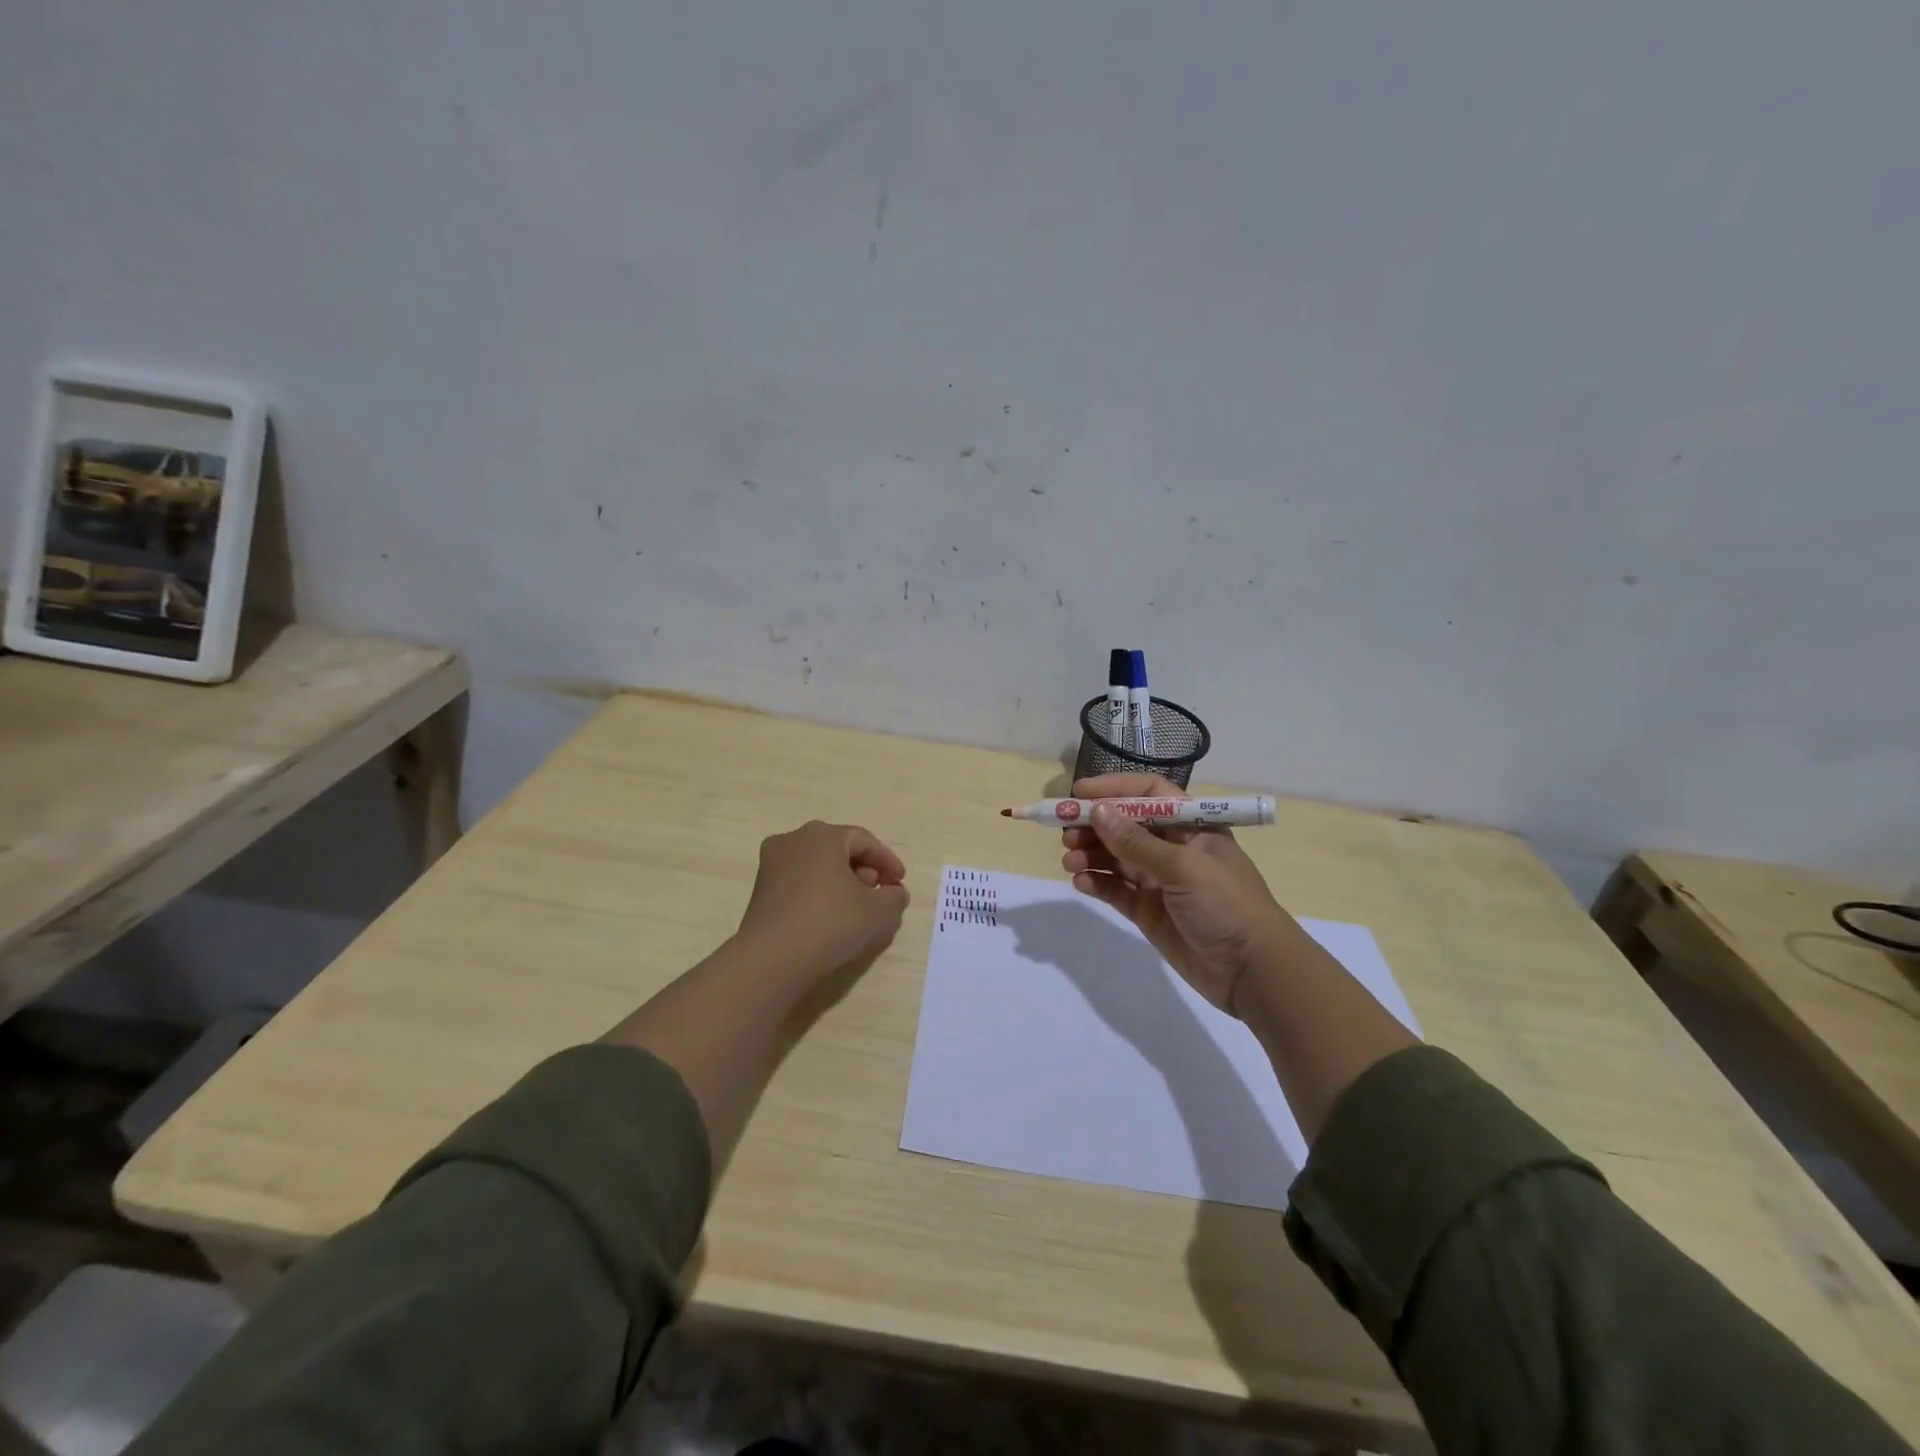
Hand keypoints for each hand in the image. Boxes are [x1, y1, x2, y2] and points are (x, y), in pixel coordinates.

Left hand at [734, 820, 910, 987]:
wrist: (771, 960)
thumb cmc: (830, 923)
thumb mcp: (877, 912)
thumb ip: (894, 897)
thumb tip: (894, 893)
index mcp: (822, 835)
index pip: (864, 840)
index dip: (887, 861)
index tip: (900, 883)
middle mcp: (793, 840)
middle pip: (838, 849)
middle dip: (863, 870)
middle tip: (878, 893)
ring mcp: (772, 865)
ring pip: (817, 865)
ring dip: (841, 882)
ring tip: (856, 908)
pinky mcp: (761, 890)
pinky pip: (799, 882)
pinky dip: (819, 892)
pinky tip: (830, 917)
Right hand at [1060, 774, 1289, 1015]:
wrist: (1252, 972)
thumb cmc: (1227, 905)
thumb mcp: (1183, 867)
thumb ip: (1136, 842)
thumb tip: (1098, 812)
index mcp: (1191, 826)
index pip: (1148, 795)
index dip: (1115, 789)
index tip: (1079, 795)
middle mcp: (1173, 848)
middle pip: (1125, 826)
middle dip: (1094, 826)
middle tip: (1065, 834)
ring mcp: (1159, 881)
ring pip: (1116, 858)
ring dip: (1090, 854)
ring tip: (1069, 860)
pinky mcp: (1149, 911)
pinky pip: (1116, 889)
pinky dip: (1096, 882)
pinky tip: (1080, 881)